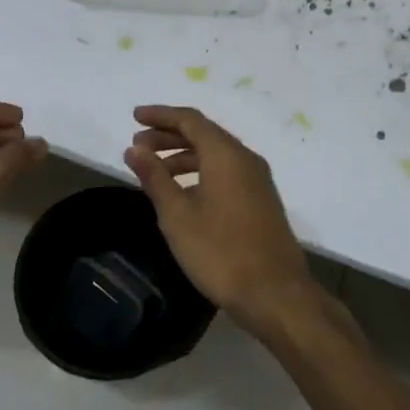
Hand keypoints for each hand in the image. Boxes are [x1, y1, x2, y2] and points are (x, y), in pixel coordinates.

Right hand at [123, 105, 317, 334]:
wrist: (275, 293)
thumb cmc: (220, 252)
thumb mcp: (177, 215)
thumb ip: (155, 177)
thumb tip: (135, 149)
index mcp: (226, 154)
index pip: (190, 119)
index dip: (160, 115)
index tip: (134, 117)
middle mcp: (245, 158)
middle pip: (204, 134)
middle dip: (169, 135)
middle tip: (138, 146)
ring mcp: (257, 180)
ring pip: (216, 154)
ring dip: (184, 155)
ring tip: (155, 171)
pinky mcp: (262, 200)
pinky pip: (226, 171)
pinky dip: (200, 171)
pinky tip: (183, 193)